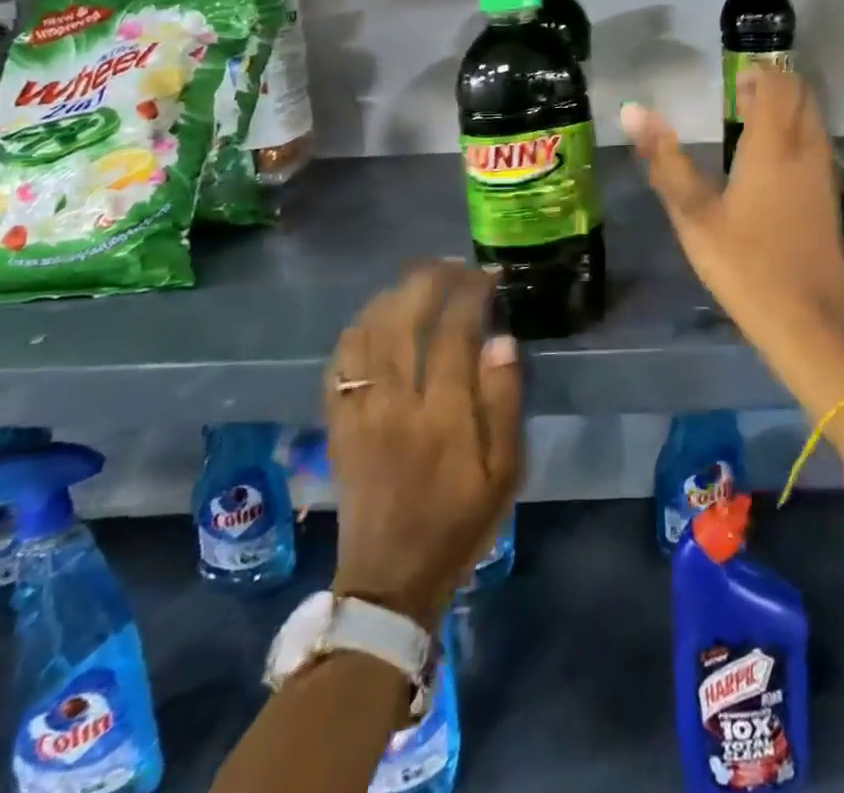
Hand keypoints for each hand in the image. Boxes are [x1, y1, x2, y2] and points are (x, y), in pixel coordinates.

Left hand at [323, 262, 521, 631]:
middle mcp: (397, 404)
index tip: (487, 274)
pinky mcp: (338, 424)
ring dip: (392, 297)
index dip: (471, 294)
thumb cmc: (460, 521)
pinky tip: (374, 318)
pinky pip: (337, 365)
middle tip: (451, 265)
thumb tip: (502, 340)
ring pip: (367, 334)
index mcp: (444, 416)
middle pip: (404, 321)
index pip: (454, 333)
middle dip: (428, 281)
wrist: (391, 578)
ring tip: (417, 280)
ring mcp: (360, 413)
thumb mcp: (505, 471)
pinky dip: (355, 331)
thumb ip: (504, 402)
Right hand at [620, 68, 843, 367]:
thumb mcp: (694, 216)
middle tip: (739, 97)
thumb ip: (665, 161)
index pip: (778, 85)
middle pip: (803, 96)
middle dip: (776, 86)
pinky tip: (769, 164)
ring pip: (814, 120)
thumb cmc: (746, 265)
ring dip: (788, 110)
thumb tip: (632, 110)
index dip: (759, 74)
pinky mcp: (829, 198)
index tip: (733, 80)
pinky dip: (797, 135)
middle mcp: (806, 150)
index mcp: (774, 146)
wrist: (811, 321)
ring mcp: (824, 175)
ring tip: (750, 125)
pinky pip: (816, 146)